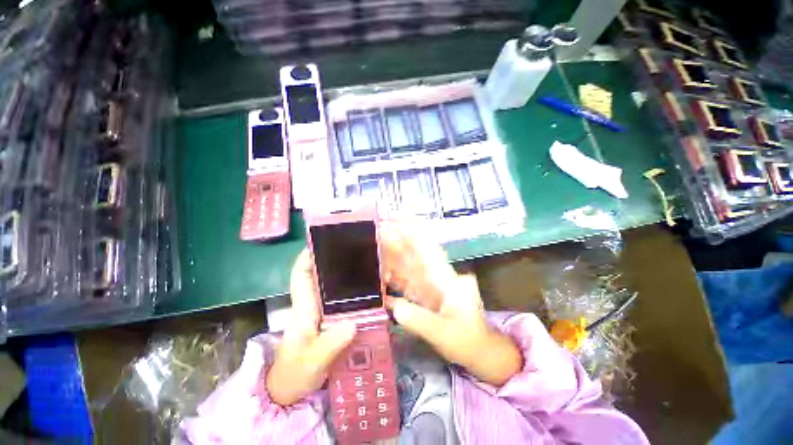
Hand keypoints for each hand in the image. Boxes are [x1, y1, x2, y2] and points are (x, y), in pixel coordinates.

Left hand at [266, 250, 356, 405]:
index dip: (307, 258)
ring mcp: (320, 314)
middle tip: (353, 251)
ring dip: (343, 276)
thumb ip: (331, 343)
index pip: (301, 277)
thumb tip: (353, 323)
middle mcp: (311, 306)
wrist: (290, 392)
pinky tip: (366, 292)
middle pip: (318, 277)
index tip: (321, 243)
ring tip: (363, 266)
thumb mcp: (313, 361)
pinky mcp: (328, 321)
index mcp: (303, 309)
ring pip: (330, 288)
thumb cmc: (295, 374)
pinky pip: (339, 301)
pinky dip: (350, 293)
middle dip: (331, 261)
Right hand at [382, 226, 522, 385]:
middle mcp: (440, 279)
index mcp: (449, 281)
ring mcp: (433, 288)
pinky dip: (397, 281)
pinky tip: (383, 278)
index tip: (400, 222)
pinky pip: (409, 286)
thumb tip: (394, 307)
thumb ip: (419, 320)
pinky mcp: (427, 298)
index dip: (414, 235)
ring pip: (411, 270)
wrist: (479, 352)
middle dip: (399, 244)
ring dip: (395, 260)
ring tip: (378, 249)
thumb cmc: (467, 341)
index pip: (429, 252)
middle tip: (381, 232)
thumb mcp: (444, 333)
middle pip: (416, 258)